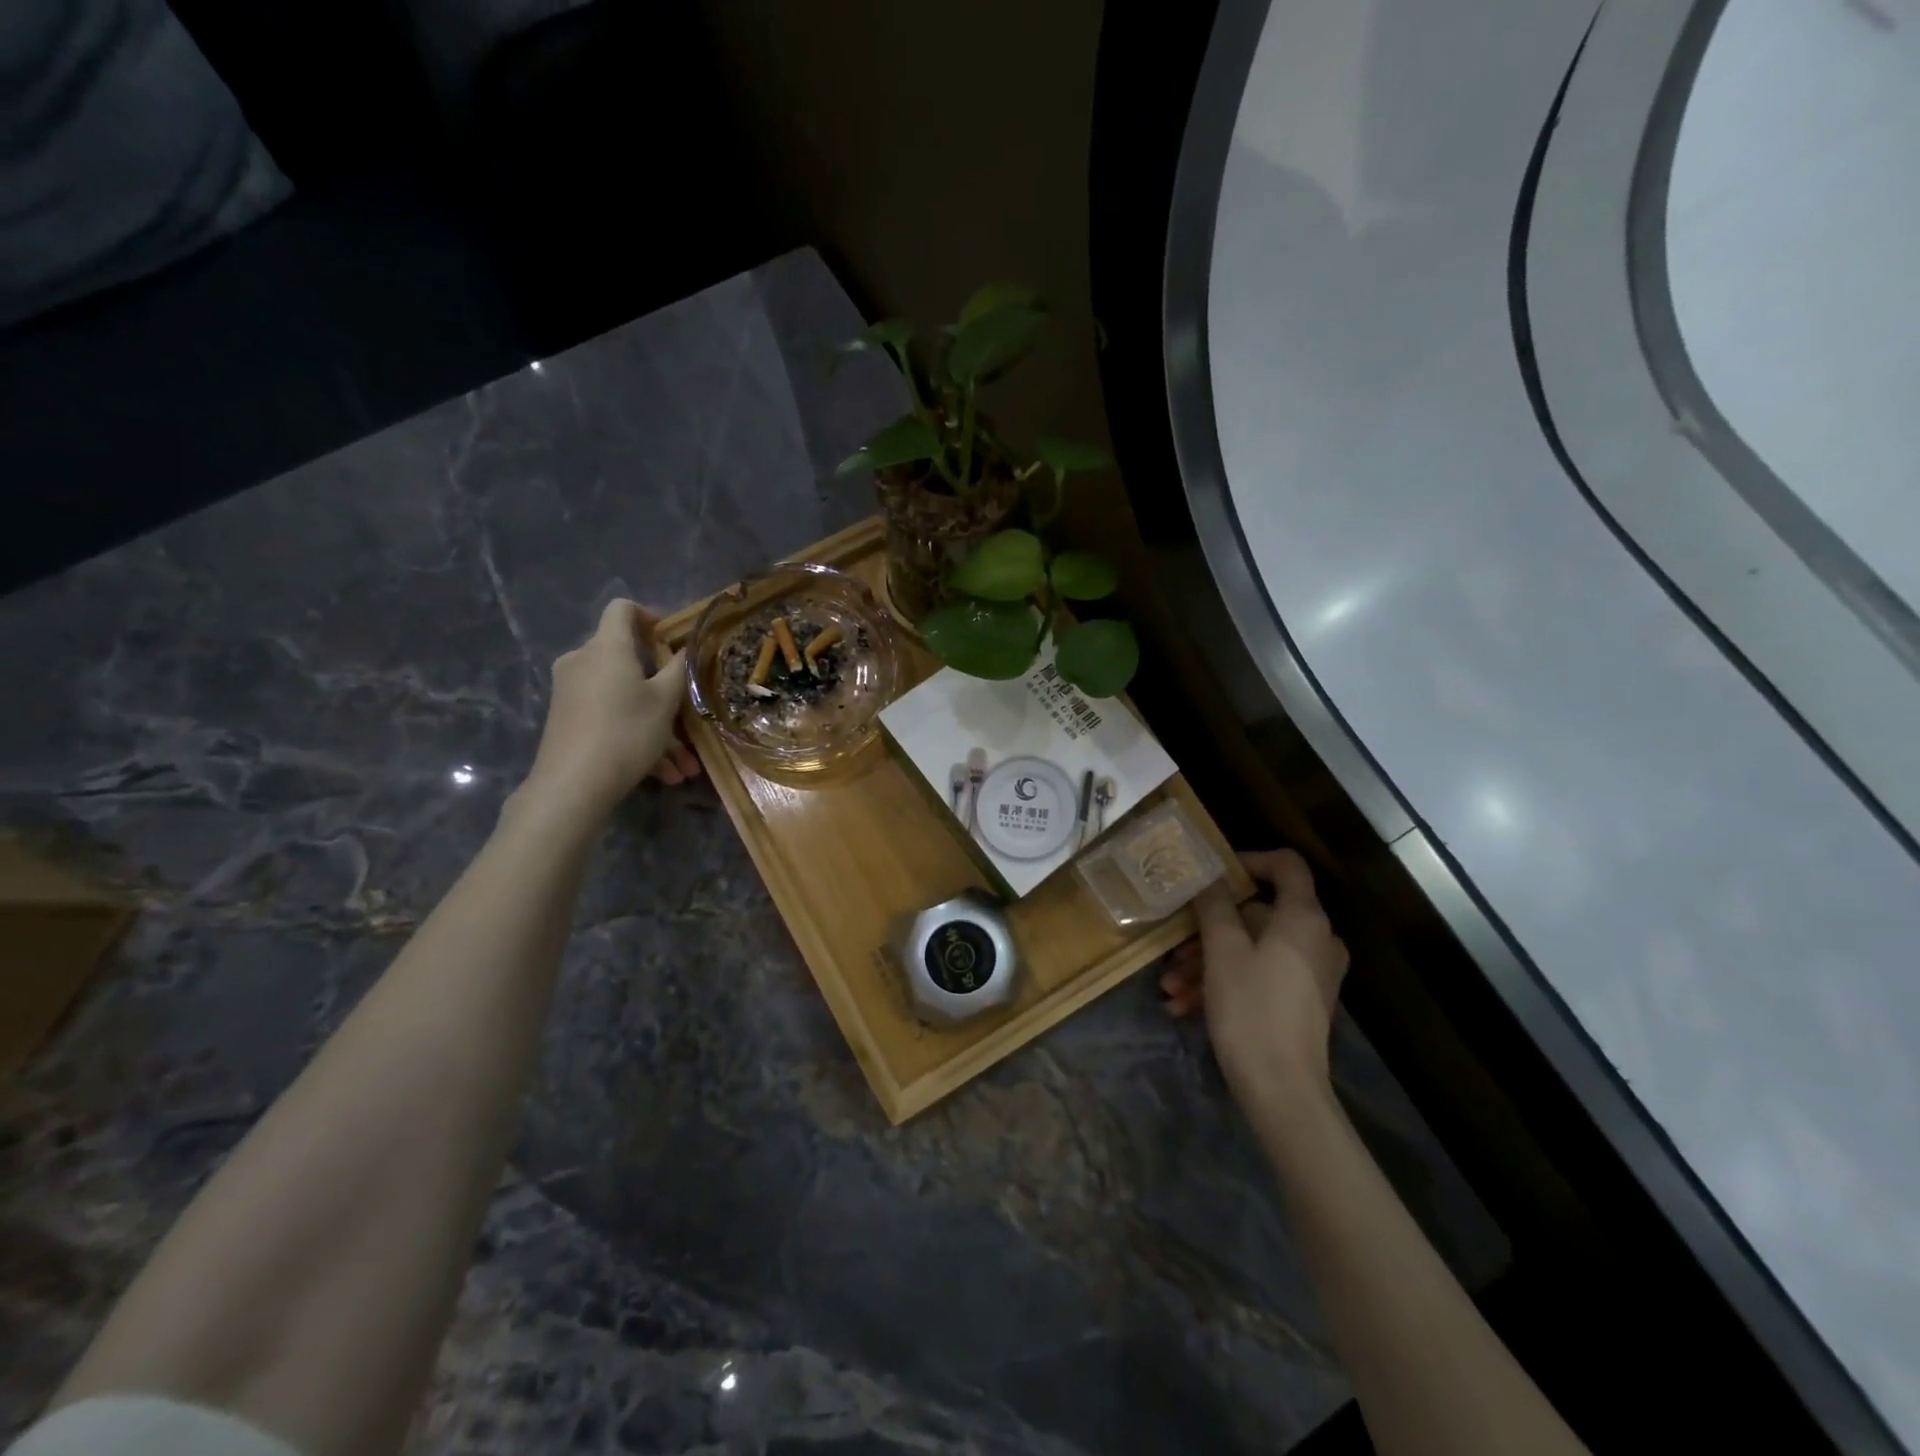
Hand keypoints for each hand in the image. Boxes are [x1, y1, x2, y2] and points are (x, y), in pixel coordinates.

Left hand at [520, 599, 701, 818]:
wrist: (573, 784)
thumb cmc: (626, 732)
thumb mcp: (665, 701)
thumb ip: (679, 670)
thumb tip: (685, 649)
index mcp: (607, 648)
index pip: (622, 609)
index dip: (649, 616)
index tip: (670, 639)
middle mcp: (583, 661)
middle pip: (627, 660)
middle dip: (662, 687)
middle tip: (687, 713)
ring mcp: (571, 691)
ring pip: (624, 698)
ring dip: (657, 725)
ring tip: (683, 765)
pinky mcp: (566, 718)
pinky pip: (610, 717)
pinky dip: (636, 737)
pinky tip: (663, 774)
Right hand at [1162, 849, 1348, 1106]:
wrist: (1282, 1091)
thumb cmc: (1251, 1008)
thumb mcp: (1222, 950)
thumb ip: (1214, 905)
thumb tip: (1209, 875)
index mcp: (1303, 918)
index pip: (1286, 865)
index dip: (1249, 860)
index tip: (1212, 875)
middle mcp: (1315, 939)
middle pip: (1257, 913)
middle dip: (1208, 930)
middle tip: (1174, 948)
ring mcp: (1310, 972)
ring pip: (1252, 948)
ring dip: (1207, 963)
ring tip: (1170, 987)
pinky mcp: (1301, 1001)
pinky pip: (1258, 975)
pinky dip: (1224, 983)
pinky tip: (1185, 1006)